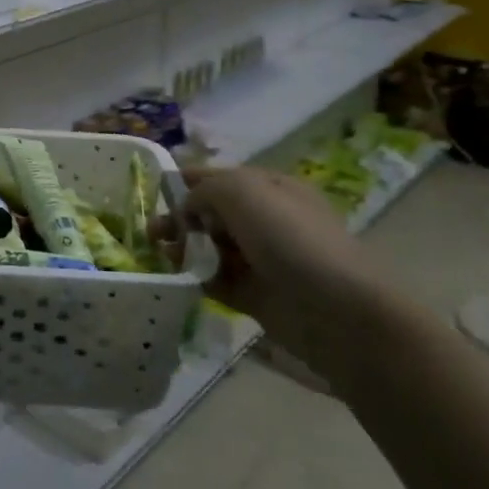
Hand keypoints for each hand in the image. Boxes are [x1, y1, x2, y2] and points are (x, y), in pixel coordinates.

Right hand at [177, 165, 407, 391]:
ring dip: (183, 247)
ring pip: (210, 247)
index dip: (187, 181)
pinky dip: (195, 277)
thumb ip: (204, 190)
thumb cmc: (290, 238)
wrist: (336, 310)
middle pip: (211, 213)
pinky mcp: (255, 295)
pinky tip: (177, 277)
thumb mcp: (242, 191)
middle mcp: (265, 220)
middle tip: (152, 231)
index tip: (154, 191)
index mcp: (269, 189)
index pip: (220, 177)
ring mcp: (261, 260)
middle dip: (180, 217)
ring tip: (161, 254)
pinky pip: (216, 280)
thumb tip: (187, 209)